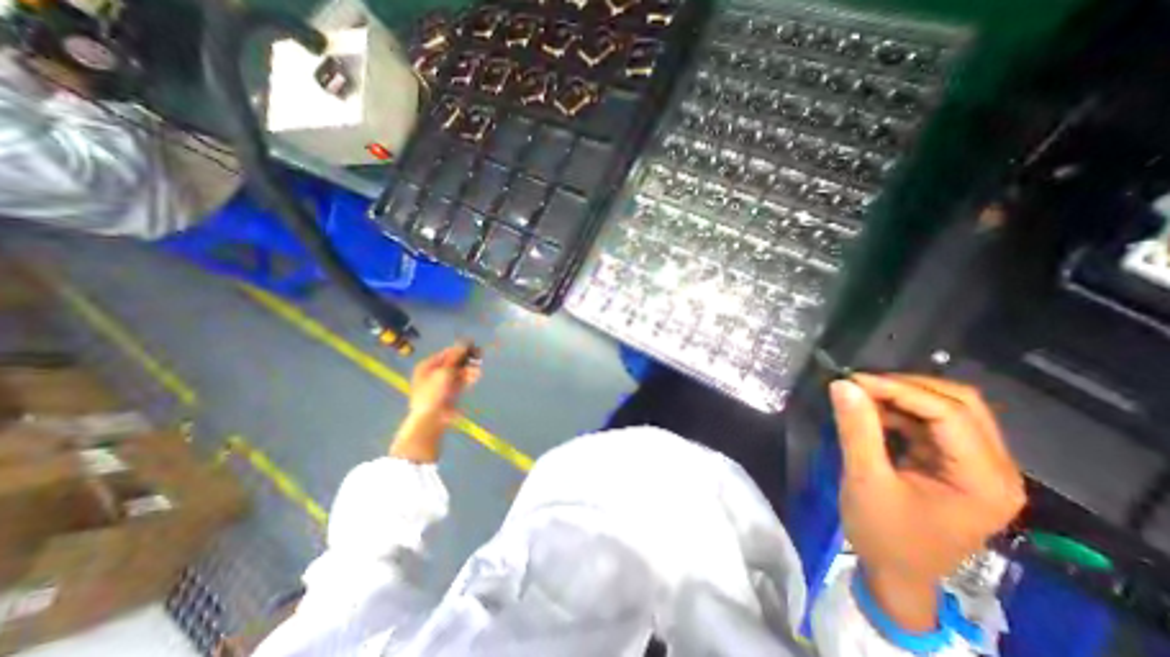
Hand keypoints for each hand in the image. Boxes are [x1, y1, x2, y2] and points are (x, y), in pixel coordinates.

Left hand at [390, 341, 481, 463]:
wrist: (431, 419)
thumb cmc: (433, 393)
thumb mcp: (444, 372)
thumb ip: (455, 357)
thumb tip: (464, 344)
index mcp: (427, 366)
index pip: (446, 353)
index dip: (460, 348)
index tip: (474, 345)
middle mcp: (435, 373)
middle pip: (454, 362)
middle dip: (467, 359)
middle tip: (480, 355)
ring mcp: (444, 384)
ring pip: (460, 371)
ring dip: (470, 369)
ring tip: (478, 369)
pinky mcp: (452, 393)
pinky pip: (462, 381)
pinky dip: (469, 378)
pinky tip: (477, 376)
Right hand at [831, 374, 1025, 631]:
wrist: (895, 573)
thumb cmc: (884, 534)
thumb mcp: (865, 480)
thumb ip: (857, 429)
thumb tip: (843, 385)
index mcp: (983, 479)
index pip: (951, 413)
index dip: (900, 389)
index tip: (852, 380)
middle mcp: (993, 468)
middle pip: (960, 404)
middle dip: (906, 387)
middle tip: (859, 385)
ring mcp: (976, 466)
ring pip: (947, 409)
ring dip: (902, 397)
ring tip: (861, 396)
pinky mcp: (954, 465)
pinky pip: (931, 424)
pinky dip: (900, 412)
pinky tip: (872, 413)